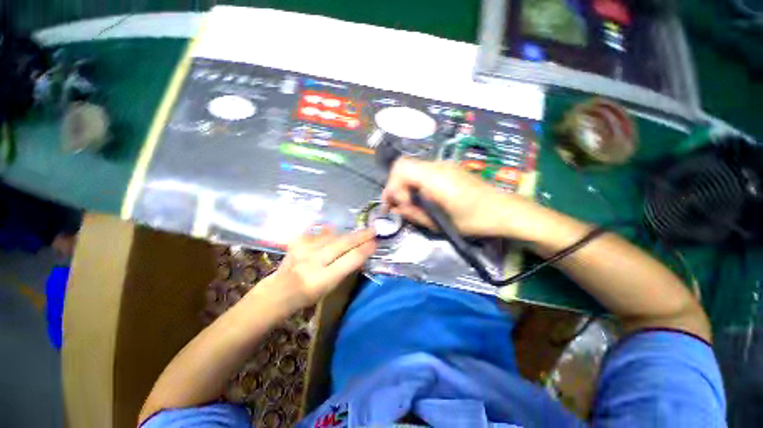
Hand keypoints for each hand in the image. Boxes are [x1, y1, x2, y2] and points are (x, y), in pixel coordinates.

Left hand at [263, 228, 376, 307]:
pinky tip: (331, 228)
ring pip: (331, 235)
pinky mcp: (297, 242)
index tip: (375, 243)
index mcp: (324, 278)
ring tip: (356, 232)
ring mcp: (304, 249)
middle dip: (360, 236)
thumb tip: (359, 252)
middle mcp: (314, 261)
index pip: (350, 260)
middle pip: (342, 244)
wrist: (280, 290)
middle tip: (373, 230)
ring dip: (346, 233)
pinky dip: (326, 230)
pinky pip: (316, 232)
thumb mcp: (331, 287)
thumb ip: (345, 268)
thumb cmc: (309, 294)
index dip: (365, 250)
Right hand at [382, 158, 532, 236]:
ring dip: (404, 184)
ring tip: (407, 203)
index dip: (393, 186)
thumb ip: (414, 214)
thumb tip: (396, 208)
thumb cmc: (475, 220)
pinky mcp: (448, 169)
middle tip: (396, 204)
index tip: (398, 205)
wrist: (503, 210)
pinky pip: (423, 172)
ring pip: (413, 168)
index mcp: (436, 178)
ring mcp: (444, 165)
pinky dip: (415, 183)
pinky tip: (421, 197)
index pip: (402, 168)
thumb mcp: (441, 223)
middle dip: (395, 185)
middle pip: (403, 166)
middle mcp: (438, 166)